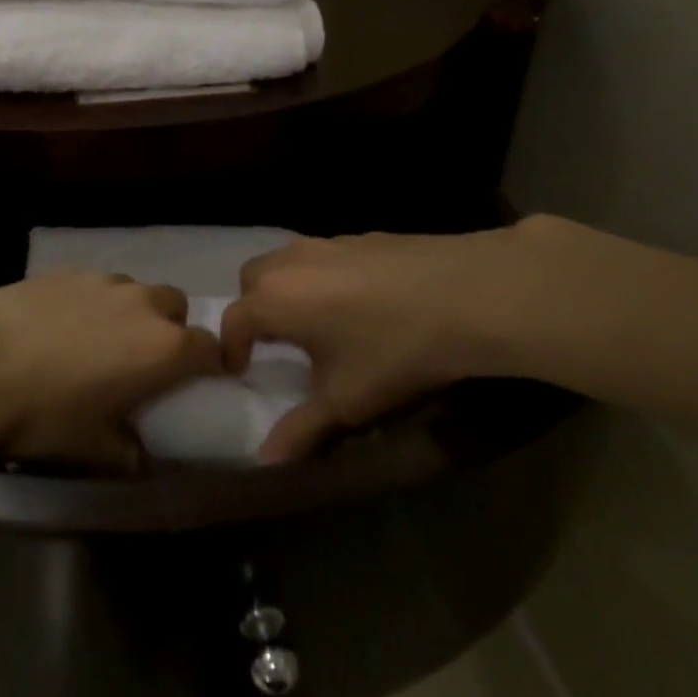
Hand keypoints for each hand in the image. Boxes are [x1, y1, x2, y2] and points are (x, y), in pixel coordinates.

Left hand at [0, 272, 222, 468]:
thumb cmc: (44, 412)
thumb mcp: (91, 447)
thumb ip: (127, 450)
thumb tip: (139, 453)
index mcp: (163, 348)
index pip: (209, 348)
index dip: (209, 365)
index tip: (197, 382)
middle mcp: (143, 304)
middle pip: (176, 308)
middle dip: (169, 330)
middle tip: (142, 361)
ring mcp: (104, 281)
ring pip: (136, 292)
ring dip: (131, 313)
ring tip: (98, 340)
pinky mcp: (69, 270)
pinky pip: (97, 285)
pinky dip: (94, 302)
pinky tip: (62, 324)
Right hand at [220, 220, 582, 462]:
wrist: (466, 295)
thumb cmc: (393, 351)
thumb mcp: (346, 401)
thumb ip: (301, 430)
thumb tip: (265, 461)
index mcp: (275, 299)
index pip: (233, 321)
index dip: (231, 349)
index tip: (241, 370)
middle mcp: (291, 262)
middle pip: (252, 280)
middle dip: (253, 310)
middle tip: (275, 342)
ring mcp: (328, 242)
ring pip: (286, 261)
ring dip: (286, 289)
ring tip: (315, 322)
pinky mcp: (362, 236)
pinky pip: (323, 255)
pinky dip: (321, 277)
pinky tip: (358, 302)